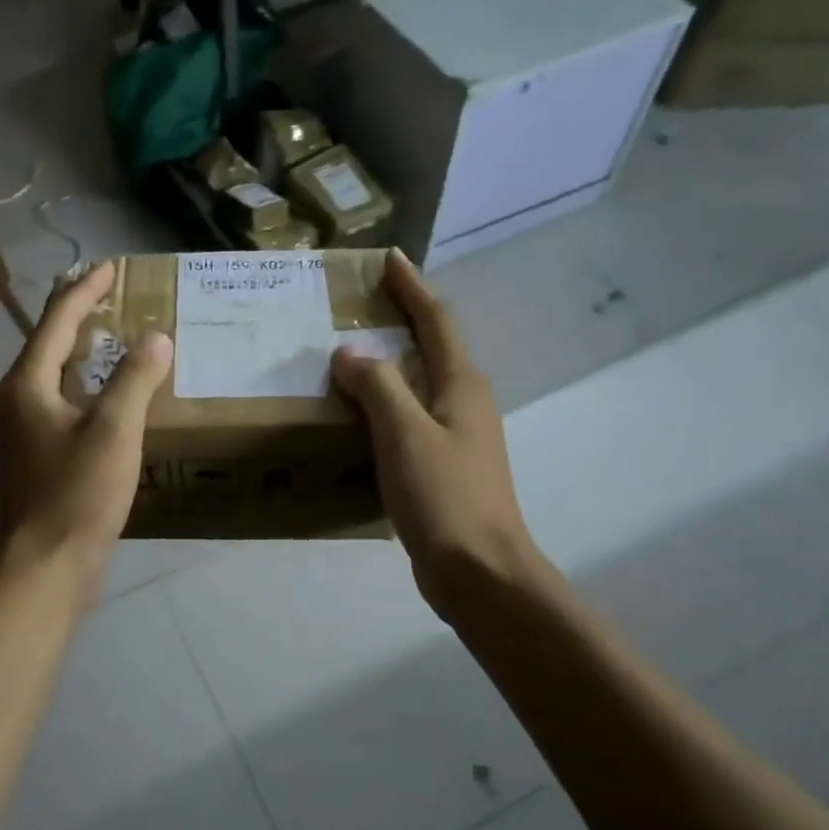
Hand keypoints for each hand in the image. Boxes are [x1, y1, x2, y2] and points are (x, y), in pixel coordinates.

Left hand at [0, 262, 170, 597]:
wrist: (44, 569)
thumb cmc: (76, 493)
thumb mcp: (114, 430)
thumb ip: (135, 378)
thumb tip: (155, 337)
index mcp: (26, 385)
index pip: (56, 321)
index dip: (85, 290)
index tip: (110, 267)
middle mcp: (14, 403)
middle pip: (48, 346)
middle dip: (79, 318)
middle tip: (113, 297)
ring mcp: (19, 436)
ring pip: (52, 380)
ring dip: (81, 356)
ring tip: (112, 342)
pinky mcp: (32, 463)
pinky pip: (58, 409)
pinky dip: (82, 391)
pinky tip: (105, 403)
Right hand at [331, 250, 554, 618]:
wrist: (479, 571)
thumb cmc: (444, 497)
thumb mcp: (404, 434)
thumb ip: (377, 387)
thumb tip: (348, 352)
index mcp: (460, 385)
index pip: (436, 320)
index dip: (412, 287)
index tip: (389, 258)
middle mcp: (464, 402)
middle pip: (432, 346)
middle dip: (401, 319)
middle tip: (359, 304)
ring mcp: (456, 436)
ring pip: (419, 384)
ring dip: (389, 363)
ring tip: (349, 354)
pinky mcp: (443, 465)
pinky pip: (409, 418)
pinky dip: (385, 404)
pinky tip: (358, 415)